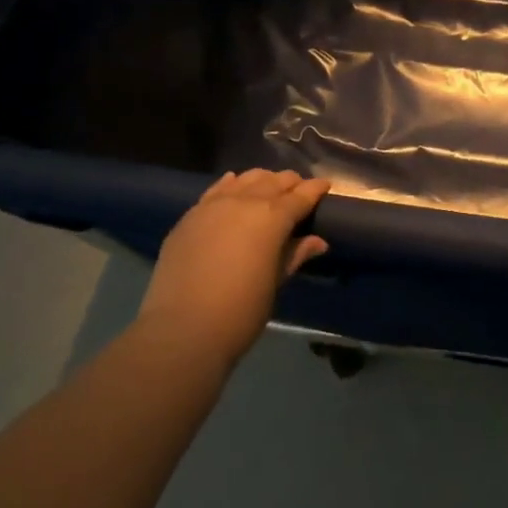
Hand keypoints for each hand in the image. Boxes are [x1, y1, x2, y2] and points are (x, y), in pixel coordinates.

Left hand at [136, 169, 330, 374]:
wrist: (182, 329)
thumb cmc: (241, 310)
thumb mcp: (275, 282)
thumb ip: (295, 254)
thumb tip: (318, 242)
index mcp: (273, 217)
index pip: (301, 195)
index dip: (316, 189)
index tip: (325, 186)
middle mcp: (245, 201)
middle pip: (274, 181)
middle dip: (291, 183)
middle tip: (300, 192)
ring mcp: (214, 205)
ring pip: (246, 179)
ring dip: (263, 181)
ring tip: (269, 190)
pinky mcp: (190, 216)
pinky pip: (217, 189)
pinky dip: (231, 185)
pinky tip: (234, 185)